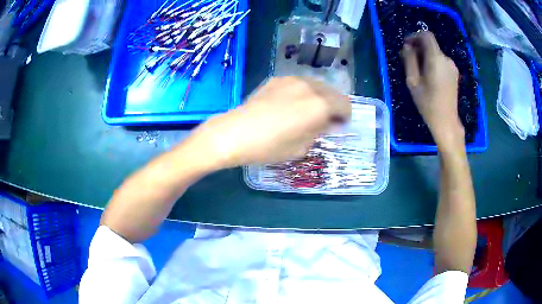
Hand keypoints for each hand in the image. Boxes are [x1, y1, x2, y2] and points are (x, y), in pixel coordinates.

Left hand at [186, 76, 350, 168]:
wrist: (234, 133)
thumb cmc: (269, 147)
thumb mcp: (301, 147)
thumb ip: (319, 131)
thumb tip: (328, 123)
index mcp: (320, 105)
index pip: (344, 105)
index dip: (344, 117)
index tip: (337, 126)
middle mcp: (310, 87)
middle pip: (333, 92)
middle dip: (333, 106)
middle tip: (323, 120)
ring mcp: (292, 80)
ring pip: (316, 85)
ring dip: (318, 97)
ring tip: (306, 111)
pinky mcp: (276, 79)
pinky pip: (298, 84)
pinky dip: (302, 92)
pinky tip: (288, 105)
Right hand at [401, 31, 464, 147]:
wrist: (446, 122)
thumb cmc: (428, 103)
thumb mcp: (413, 82)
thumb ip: (409, 61)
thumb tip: (407, 47)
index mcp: (436, 59)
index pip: (426, 36)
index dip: (415, 36)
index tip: (406, 45)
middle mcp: (446, 59)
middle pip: (431, 45)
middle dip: (418, 48)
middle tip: (408, 59)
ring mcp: (452, 67)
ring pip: (435, 53)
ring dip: (425, 56)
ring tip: (417, 70)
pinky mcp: (454, 74)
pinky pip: (441, 62)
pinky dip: (432, 63)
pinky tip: (428, 75)